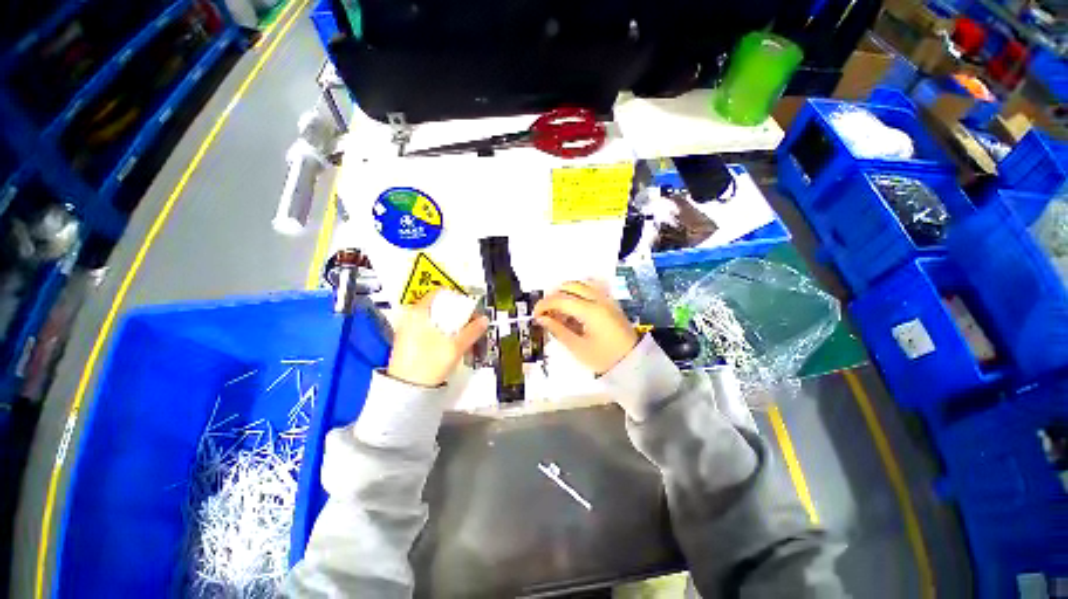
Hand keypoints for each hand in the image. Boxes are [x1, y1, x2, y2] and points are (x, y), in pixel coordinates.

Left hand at [387, 290, 489, 386]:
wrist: (406, 389)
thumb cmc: (426, 366)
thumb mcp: (455, 347)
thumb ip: (472, 331)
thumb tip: (483, 321)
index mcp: (418, 313)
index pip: (440, 293)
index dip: (458, 299)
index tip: (468, 309)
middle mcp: (410, 318)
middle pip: (439, 307)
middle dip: (457, 316)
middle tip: (469, 326)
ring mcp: (408, 330)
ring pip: (435, 320)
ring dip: (451, 326)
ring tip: (462, 338)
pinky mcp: (409, 342)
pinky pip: (429, 330)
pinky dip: (442, 334)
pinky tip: (450, 346)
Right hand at [534, 280, 638, 374]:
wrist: (633, 361)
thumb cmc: (604, 358)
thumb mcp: (578, 348)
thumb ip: (558, 330)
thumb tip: (542, 319)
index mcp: (590, 311)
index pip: (561, 299)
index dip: (544, 305)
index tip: (535, 315)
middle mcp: (598, 299)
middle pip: (570, 286)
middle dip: (554, 295)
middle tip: (546, 312)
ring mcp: (606, 298)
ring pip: (581, 284)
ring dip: (565, 292)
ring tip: (559, 310)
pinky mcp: (610, 302)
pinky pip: (590, 289)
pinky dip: (577, 293)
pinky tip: (573, 308)